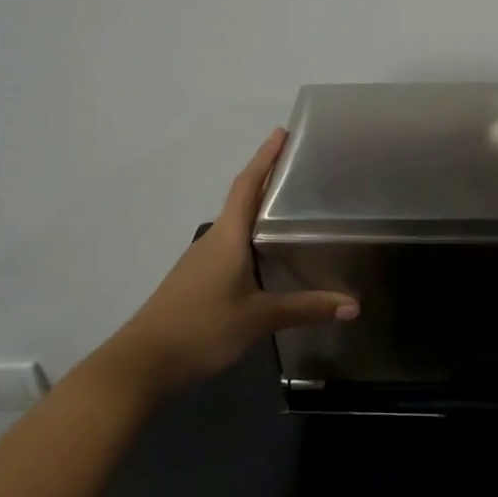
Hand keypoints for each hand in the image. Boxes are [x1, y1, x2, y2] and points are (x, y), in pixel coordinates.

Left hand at [119, 130, 357, 390]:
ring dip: (259, 210)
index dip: (264, 158)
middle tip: (301, 169)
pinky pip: (231, 247)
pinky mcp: (198, 281)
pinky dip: (252, 239)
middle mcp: (213, 240)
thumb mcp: (259, 318)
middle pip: (243, 200)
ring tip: (294, 208)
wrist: (143, 363)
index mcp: (227, 237)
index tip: (282, 133)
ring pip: (236, 226)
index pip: (247, 186)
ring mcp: (202, 261)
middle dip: (268, 180)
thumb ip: (306, 308)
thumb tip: (354, 305)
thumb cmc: (202, 327)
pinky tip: (269, 255)